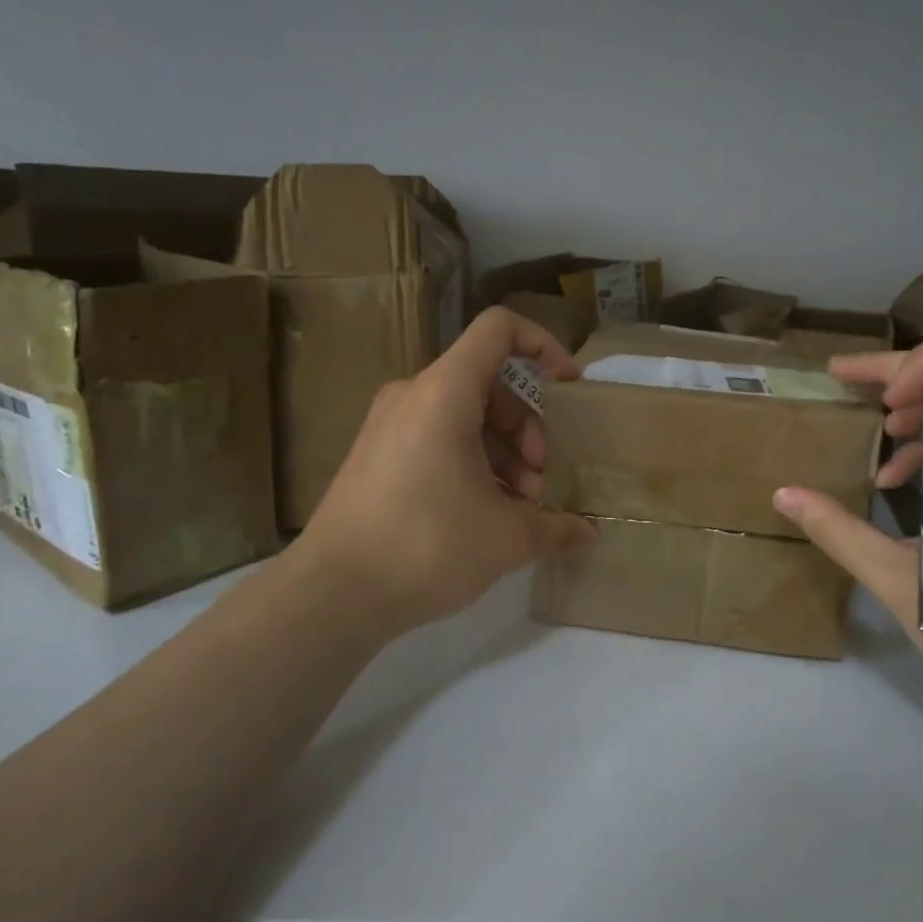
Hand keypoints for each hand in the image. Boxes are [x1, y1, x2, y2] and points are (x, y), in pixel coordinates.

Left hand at [293, 307, 597, 637]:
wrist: (332, 593)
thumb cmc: (427, 546)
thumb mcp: (508, 538)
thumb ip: (558, 528)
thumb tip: (590, 534)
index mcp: (444, 392)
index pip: (499, 329)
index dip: (543, 346)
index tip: (568, 390)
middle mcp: (412, 395)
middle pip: (488, 383)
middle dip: (527, 428)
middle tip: (538, 481)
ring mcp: (388, 425)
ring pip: (463, 415)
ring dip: (503, 452)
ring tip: (516, 507)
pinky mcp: (375, 455)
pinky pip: (436, 437)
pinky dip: (470, 462)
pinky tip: (483, 514)